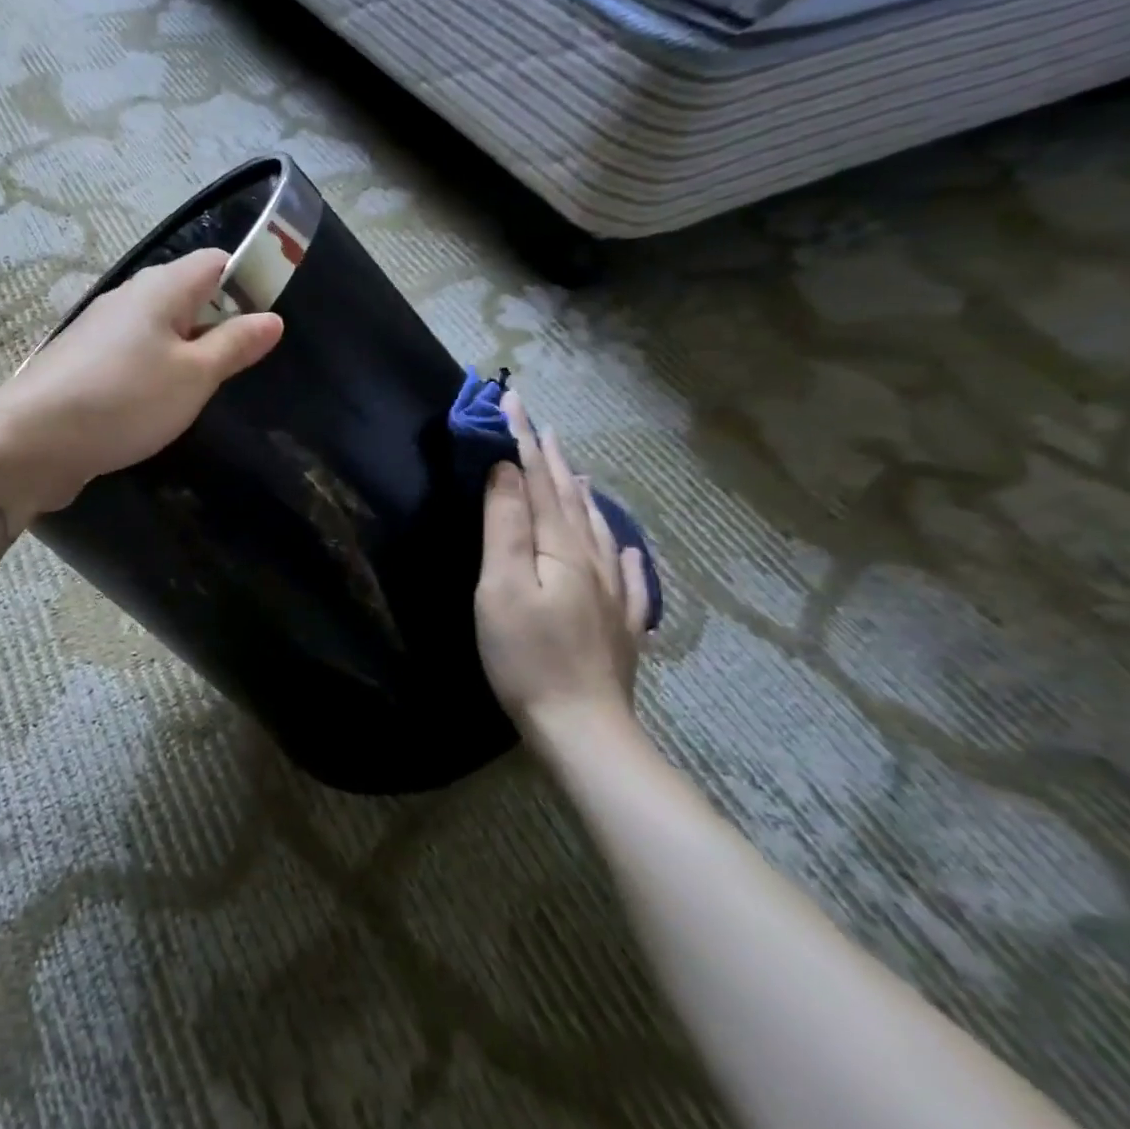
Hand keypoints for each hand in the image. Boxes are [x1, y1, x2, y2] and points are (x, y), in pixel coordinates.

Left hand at [0, 249, 283, 513]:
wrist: (32, 441)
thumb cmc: (125, 400)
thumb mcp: (193, 376)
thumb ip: (234, 345)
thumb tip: (271, 318)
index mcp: (160, 288)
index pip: (216, 262)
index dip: (248, 282)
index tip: (267, 322)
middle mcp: (128, 298)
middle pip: (186, 294)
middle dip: (218, 322)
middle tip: (241, 365)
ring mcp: (100, 330)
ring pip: (158, 328)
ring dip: (185, 352)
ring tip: (204, 390)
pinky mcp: (83, 363)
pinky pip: (133, 355)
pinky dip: (154, 371)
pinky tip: (158, 405)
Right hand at [474, 389, 650, 738]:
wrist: (583, 729)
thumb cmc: (527, 655)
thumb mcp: (502, 585)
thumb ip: (505, 525)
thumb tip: (506, 471)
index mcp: (560, 546)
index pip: (538, 479)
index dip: (523, 439)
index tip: (512, 400)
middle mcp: (593, 560)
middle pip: (568, 497)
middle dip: (550, 457)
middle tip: (539, 422)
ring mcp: (612, 594)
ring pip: (596, 529)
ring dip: (580, 494)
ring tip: (573, 469)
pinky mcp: (619, 625)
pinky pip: (627, 575)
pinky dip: (621, 550)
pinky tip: (623, 545)